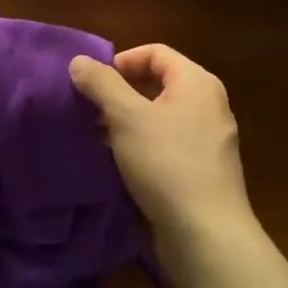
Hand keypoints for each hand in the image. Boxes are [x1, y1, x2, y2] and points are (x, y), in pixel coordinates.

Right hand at [70, 44, 253, 252]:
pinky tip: (120, 164)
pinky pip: (167, 144)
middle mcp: (208, 105)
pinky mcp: (203, 170)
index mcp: (197, 82)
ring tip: (97, 137)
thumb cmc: (167, 163)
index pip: (155, 52)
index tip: (93, 84)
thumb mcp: (126, 117)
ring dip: (127, 122)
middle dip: (120, 93)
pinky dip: (142, 145)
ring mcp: (208, 140)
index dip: (121, 61)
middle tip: (89, 110)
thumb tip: (79, 60)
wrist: (207, 235)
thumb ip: (101, 84)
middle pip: (158, 83)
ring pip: (160, 116)